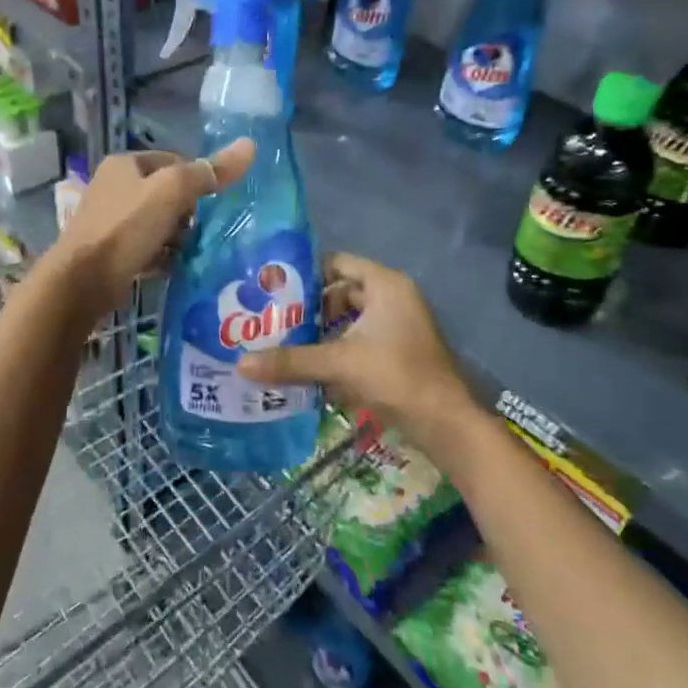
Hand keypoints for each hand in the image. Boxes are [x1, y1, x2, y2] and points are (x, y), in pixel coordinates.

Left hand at [47, 138, 255, 318]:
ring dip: (176, 236)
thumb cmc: (126, 228)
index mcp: (124, 163)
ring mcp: (109, 219)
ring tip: (192, 252)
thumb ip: (209, 172)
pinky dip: (161, 255)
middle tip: (201, 232)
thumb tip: (250, 145)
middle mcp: (113, 186)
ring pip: (157, 222)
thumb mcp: (172, 192)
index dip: (196, 180)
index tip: (211, 204)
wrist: (82, 281)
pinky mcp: (109, 250)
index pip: (174, 161)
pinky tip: (174, 267)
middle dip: (187, 213)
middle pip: (166, 193)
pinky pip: (145, 246)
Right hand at [238, 254, 474, 455]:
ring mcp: (398, 325)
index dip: (305, 272)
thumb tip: (241, 363)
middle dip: (308, 305)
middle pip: (341, 291)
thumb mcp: (339, 365)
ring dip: (320, 330)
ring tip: (284, 341)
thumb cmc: (396, 378)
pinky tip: (310, 365)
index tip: (272, 287)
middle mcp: (393, 297)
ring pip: (349, 318)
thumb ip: (291, 361)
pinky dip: (336, 347)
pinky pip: (358, 338)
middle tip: (271, 317)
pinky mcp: (397, 351)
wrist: (446, 424)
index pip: (337, 263)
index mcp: (385, 285)